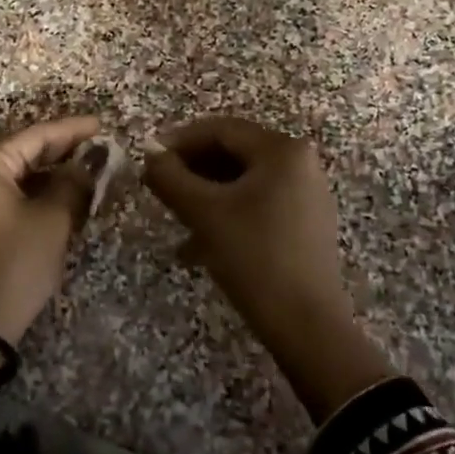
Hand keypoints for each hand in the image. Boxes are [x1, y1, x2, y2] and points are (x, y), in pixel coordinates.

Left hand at [0, 116, 102, 386]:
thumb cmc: (13, 268)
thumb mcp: (51, 222)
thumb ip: (74, 184)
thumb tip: (93, 160)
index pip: (34, 136)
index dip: (71, 130)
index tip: (103, 126)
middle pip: (23, 152)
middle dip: (63, 151)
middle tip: (101, 148)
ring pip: (18, 176)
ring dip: (52, 174)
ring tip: (90, 171)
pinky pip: (10, 196)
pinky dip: (38, 193)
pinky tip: (65, 197)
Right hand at [143, 115, 392, 420]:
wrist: (306, 324)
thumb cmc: (253, 257)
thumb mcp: (203, 213)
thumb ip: (170, 177)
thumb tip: (149, 155)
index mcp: (282, 150)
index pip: (221, 129)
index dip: (179, 140)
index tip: (148, 158)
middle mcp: (300, 162)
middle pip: (234, 152)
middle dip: (192, 168)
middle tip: (158, 185)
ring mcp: (306, 193)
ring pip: (243, 180)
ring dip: (205, 193)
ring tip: (175, 215)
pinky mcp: (305, 222)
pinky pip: (258, 202)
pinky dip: (227, 211)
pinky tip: (200, 240)